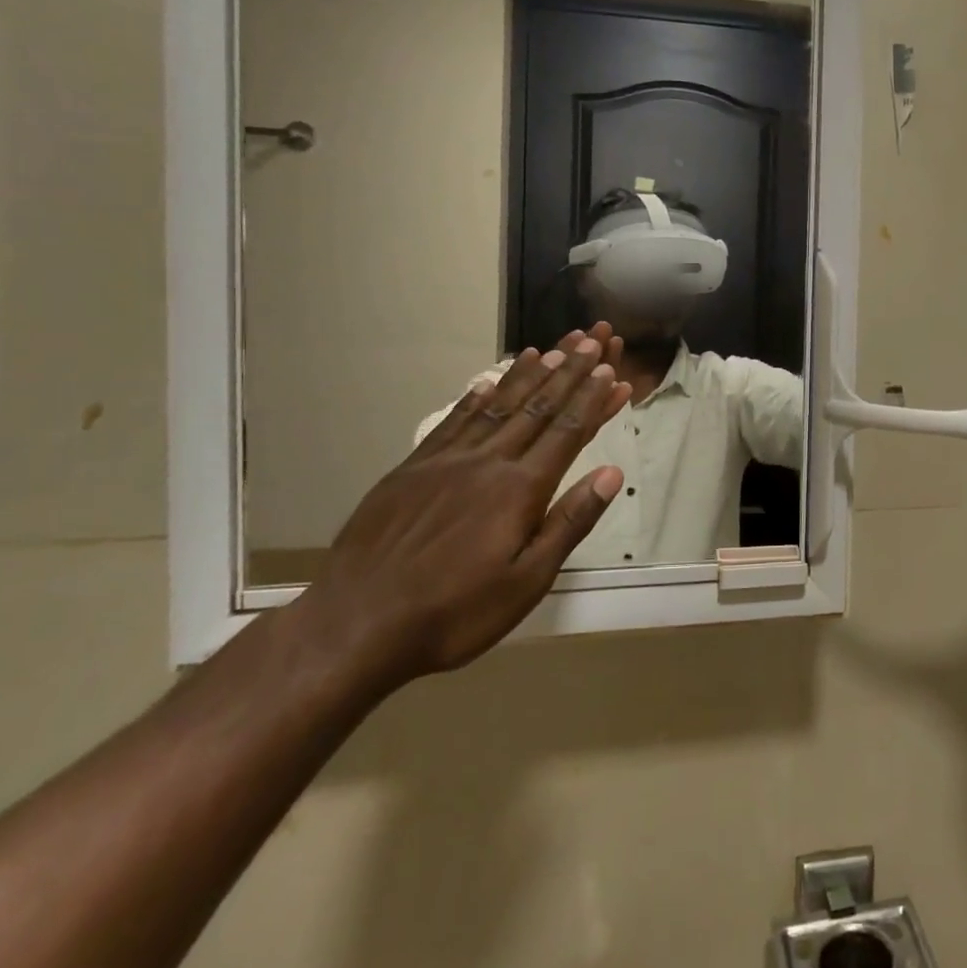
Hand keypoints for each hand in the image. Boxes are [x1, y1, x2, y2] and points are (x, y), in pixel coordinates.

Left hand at [294, 326, 632, 687]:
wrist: (355, 626)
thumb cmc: (455, 612)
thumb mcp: (527, 581)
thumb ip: (570, 522)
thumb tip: (611, 473)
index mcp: (519, 489)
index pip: (566, 432)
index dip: (591, 400)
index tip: (610, 371)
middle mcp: (486, 462)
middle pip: (536, 408)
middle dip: (567, 372)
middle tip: (588, 341)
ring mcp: (444, 462)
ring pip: (495, 406)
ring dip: (526, 375)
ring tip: (548, 349)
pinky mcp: (410, 470)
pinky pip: (451, 422)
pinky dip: (474, 398)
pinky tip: (485, 384)